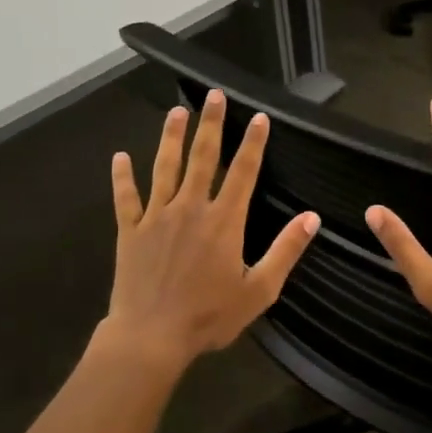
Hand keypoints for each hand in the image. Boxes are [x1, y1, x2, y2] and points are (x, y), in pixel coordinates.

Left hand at [103, 90, 318, 373]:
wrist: (151, 337)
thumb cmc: (209, 316)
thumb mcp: (259, 290)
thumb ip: (285, 251)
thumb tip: (312, 218)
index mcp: (224, 222)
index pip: (244, 172)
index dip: (253, 143)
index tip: (259, 117)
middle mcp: (191, 209)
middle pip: (203, 158)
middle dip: (211, 125)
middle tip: (214, 96)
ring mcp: (156, 218)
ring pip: (164, 168)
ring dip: (171, 138)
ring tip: (176, 112)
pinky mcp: (130, 232)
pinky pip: (126, 198)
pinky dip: (122, 177)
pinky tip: (119, 157)